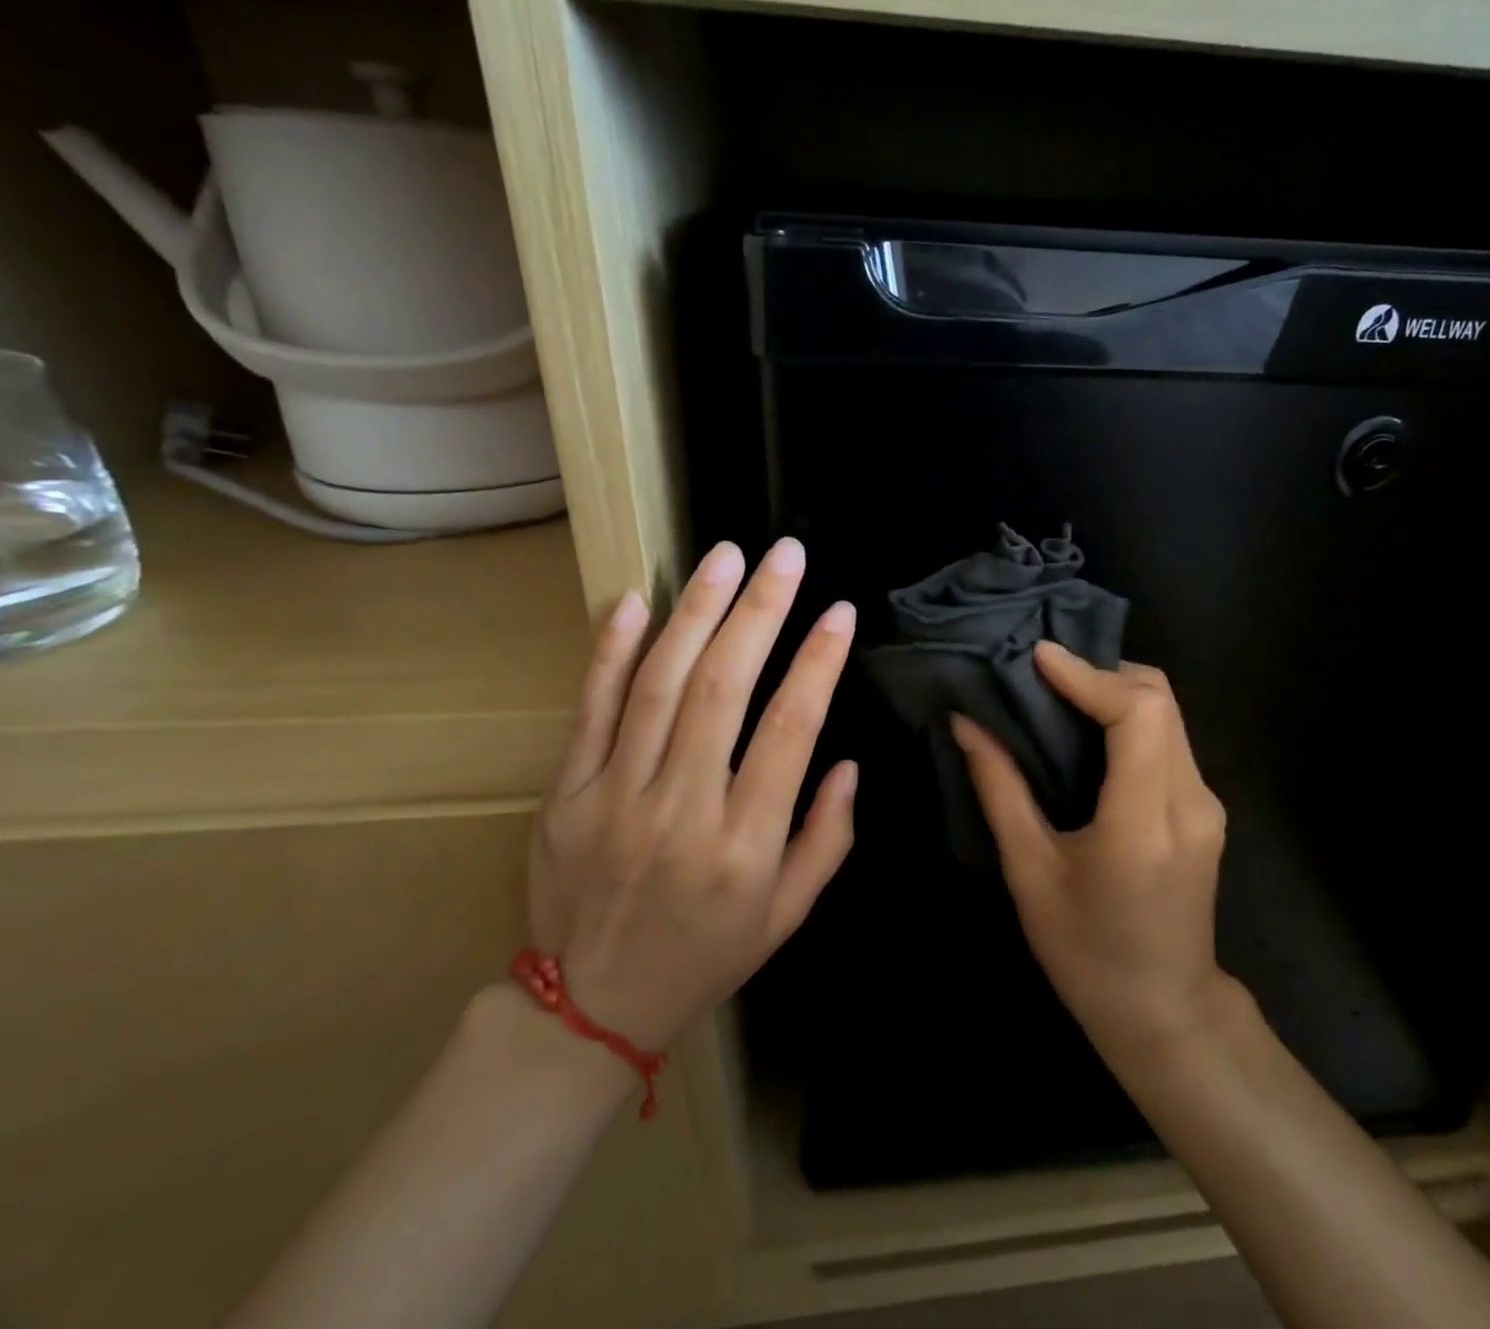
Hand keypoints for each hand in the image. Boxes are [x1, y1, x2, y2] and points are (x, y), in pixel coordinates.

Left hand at [530, 538, 858, 1053]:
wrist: (589, 1010)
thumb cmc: (706, 955)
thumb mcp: (788, 915)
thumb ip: (828, 838)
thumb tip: (849, 763)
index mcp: (744, 846)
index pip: (790, 732)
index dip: (818, 664)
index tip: (839, 612)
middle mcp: (681, 812)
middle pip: (722, 691)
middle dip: (760, 612)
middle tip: (784, 555)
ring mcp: (613, 798)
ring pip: (658, 686)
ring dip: (695, 613)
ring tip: (725, 557)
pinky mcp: (564, 795)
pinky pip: (589, 710)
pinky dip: (610, 651)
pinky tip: (633, 600)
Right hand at [950, 642, 1229, 1063]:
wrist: (1165, 1013)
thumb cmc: (1086, 954)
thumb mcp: (1030, 874)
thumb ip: (1000, 790)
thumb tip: (966, 723)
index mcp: (1143, 822)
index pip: (1137, 714)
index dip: (1088, 674)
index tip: (1038, 657)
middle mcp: (1189, 802)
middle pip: (1160, 700)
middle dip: (1102, 671)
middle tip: (1043, 673)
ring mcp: (1207, 804)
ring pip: (1169, 714)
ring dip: (1116, 690)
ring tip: (1058, 693)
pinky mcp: (1205, 809)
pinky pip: (1170, 739)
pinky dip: (1130, 717)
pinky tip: (1088, 731)